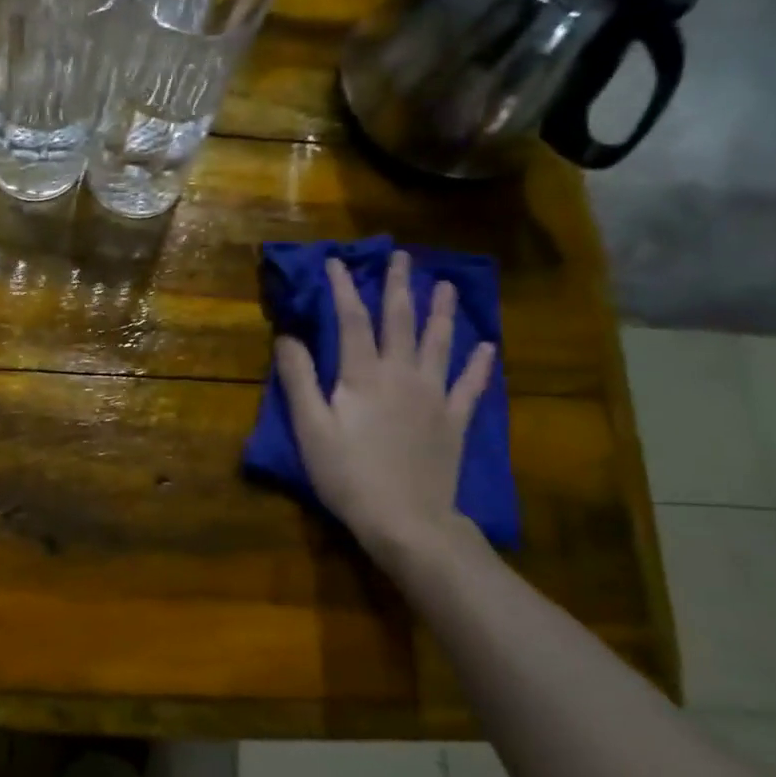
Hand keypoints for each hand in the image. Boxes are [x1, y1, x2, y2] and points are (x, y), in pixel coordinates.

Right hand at [275, 252, 495, 560]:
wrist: (406, 519)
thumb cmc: (348, 475)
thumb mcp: (310, 428)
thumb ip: (299, 379)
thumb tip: (288, 337)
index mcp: (363, 375)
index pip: (351, 320)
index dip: (342, 289)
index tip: (336, 262)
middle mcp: (402, 374)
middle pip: (400, 321)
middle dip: (398, 286)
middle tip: (401, 257)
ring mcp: (434, 396)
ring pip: (439, 343)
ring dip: (441, 312)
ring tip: (445, 284)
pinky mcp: (454, 420)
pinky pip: (470, 385)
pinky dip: (479, 365)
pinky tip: (487, 347)